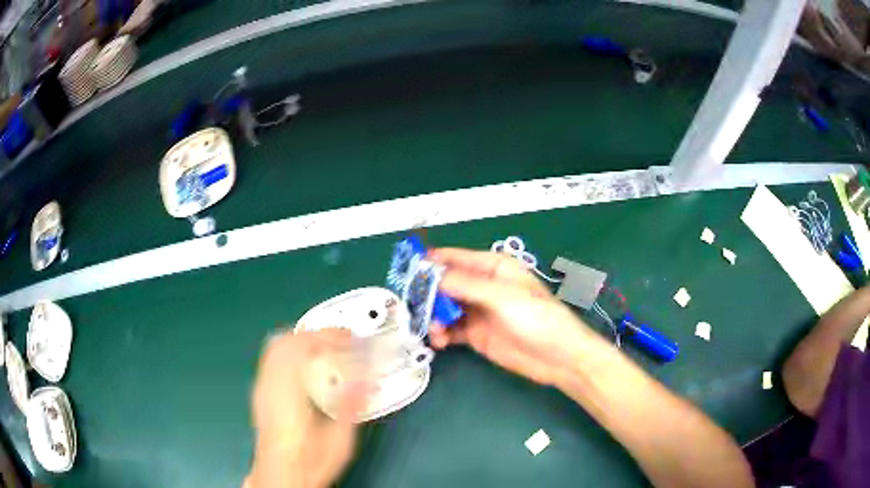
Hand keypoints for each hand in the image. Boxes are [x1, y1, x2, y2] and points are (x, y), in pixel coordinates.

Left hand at [245, 329, 365, 487]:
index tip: (350, 338)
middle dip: (314, 333)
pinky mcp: (260, 393)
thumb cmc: (309, 462)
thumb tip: (368, 378)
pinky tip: (306, 363)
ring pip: (275, 347)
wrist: (280, 477)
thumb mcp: (339, 441)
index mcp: (288, 395)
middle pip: (285, 341)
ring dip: (302, 339)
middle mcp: (270, 386)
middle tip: (340, 339)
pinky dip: (291, 350)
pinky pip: (271, 358)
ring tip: (326, 346)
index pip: (301, 348)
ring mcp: (261, 388)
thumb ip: (351, 406)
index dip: (327, 336)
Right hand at [428, 248, 601, 385]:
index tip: (406, 271)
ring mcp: (478, 311)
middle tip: (415, 308)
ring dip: (433, 317)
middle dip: (428, 294)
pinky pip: (450, 329)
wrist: (558, 357)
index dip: (431, 262)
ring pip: (444, 308)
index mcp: (493, 268)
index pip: (455, 258)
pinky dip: (441, 334)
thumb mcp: (502, 297)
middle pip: (445, 284)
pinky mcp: (476, 334)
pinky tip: (440, 342)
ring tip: (433, 331)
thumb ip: (466, 285)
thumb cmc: (537, 319)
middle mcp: (482, 286)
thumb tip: (431, 276)